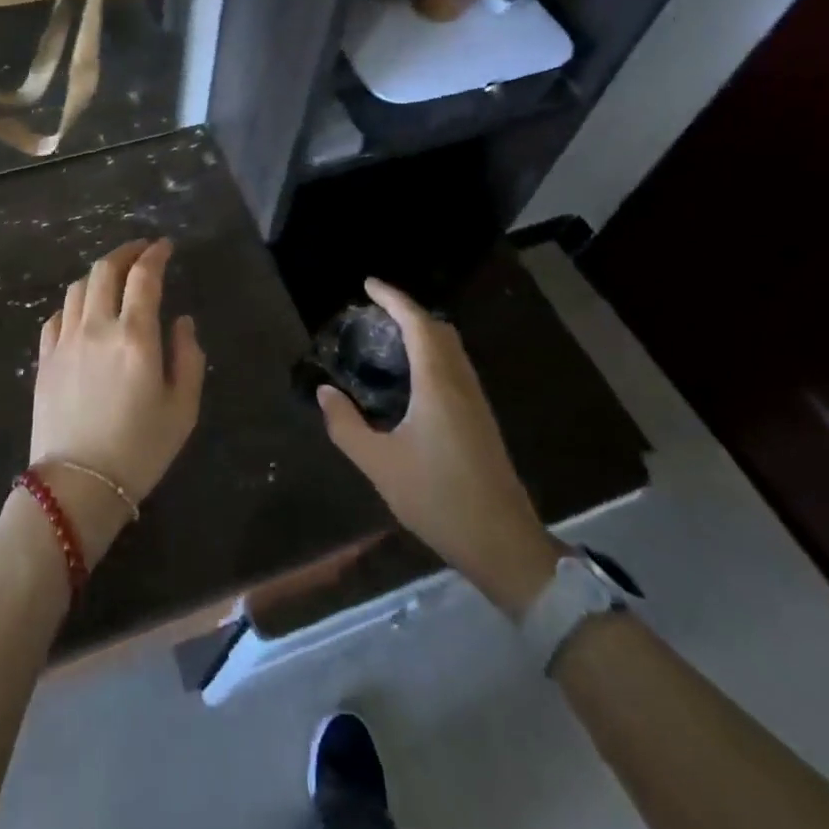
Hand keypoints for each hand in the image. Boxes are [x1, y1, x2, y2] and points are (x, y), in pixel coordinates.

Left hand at [30, 239, 205, 562]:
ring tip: (113, 276)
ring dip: (98, 273)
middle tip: (141, 251)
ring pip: (77, 287)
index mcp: (135, 336)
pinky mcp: (44, 359)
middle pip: (105, 269)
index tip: (166, 246)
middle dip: (125, 252)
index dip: (156, 254)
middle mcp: (97, 327)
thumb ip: (188, 357)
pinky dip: (74, 303)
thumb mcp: (183, 409)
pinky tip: (83, 311)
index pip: (144, 276)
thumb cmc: (140, 450)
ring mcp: (65, 341)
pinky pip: (56, 315)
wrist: (77, 486)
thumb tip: (181, 322)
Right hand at [317, 277, 563, 617]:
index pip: (417, 323)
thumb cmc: (439, 499)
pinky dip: (432, 354)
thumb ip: (347, 426)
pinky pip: (455, 368)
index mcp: (438, 384)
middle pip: (438, 330)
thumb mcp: (380, 465)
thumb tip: (324, 392)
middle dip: (407, 311)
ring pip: (451, 349)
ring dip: (422, 332)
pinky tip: (412, 378)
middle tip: (374, 312)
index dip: (393, 298)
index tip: (368, 285)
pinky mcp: (481, 420)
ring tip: (388, 338)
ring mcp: (476, 402)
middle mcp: (461, 383)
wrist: (504, 544)